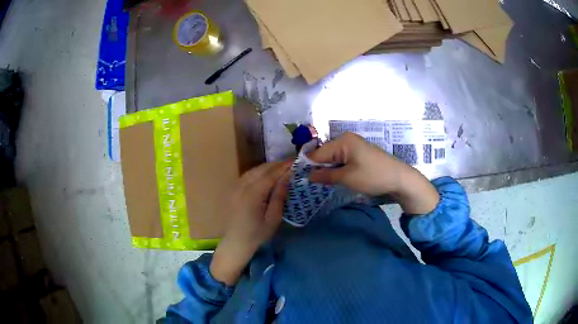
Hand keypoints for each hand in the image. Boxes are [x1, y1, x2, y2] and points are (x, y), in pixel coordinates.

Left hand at [210, 161, 290, 284]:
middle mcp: (241, 187)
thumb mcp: (273, 219)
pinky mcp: (232, 190)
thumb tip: (287, 178)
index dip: (283, 168)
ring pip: (252, 171)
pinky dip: (258, 172)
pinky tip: (266, 175)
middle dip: (276, 165)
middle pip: (260, 170)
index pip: (270, 175)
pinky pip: (247, 175)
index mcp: (252, 195)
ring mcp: (234, 187)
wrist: (235, 242)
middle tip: (290, 164)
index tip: (295, 162)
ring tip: (280, 168)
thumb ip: (279, 197)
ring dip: (267, 167)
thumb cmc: (257, 234)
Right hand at [309, 132, 438, 214]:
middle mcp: (347, 139)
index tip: (297, 178)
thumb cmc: (373, 176)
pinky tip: (332, 178)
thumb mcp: (347, 178)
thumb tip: (308, 176)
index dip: (307, 166)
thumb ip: (326, 176)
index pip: (318, 153)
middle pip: (324, 154)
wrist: (400, 179)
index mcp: (343, 141)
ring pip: (333, 158)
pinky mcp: (359, 153)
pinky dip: (336, 169)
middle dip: (317, 168)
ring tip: (318, 182)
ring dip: (326, 169)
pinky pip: (342, 159)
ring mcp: (354, 146)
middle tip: (307, 183)